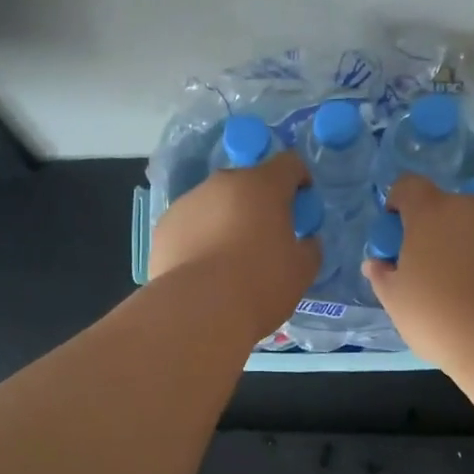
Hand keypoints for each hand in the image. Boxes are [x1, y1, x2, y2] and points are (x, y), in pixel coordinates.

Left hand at [150, 153, 318, 337]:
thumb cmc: (259, 284)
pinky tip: (204, 269)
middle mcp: (223, 183)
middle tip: (266, 237)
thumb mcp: (302, 270)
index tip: (301, 205)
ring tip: (230, 258)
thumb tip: (305, 241)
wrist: (198, 310)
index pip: (289, 163)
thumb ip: (309, 247)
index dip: (299, 180)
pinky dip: (201, 237)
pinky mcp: (164, 225)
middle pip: (248, 182)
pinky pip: (191, 224)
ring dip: (227, 219)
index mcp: (262, 185)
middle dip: (260, 203)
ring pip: (216, 202)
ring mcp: (189, 202)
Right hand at [361, 174, 473, 362]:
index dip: (399, 202)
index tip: (396, 229)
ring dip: (469, 245)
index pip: (408, 186)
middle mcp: (471, 208)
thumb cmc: (438, 315)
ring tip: (468, 286)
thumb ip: (382, 276)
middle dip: (437, 229)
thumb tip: (376, 264)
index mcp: (430, 213)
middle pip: (447, 207)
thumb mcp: (396, 301)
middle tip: (432, 268)